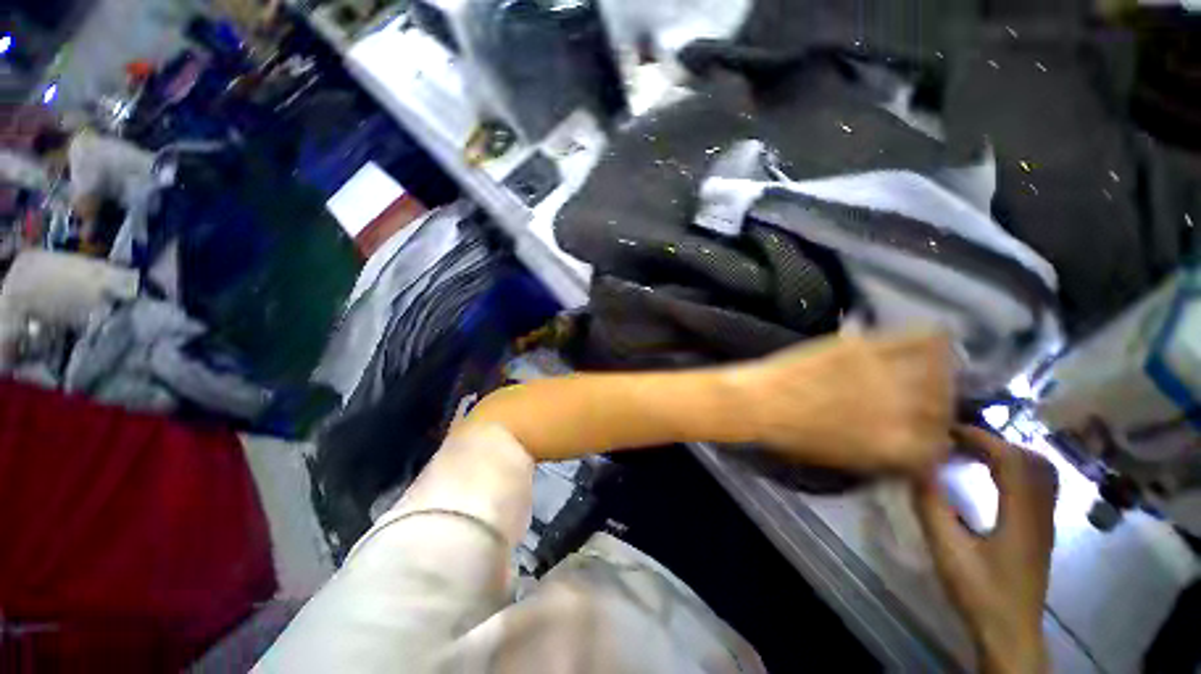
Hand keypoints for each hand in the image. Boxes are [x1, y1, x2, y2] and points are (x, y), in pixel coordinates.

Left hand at [730, 331, 953, 472]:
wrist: (758, 402)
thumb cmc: (792, 436)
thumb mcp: (845, 458)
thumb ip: (885, 452)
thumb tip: (912, 440)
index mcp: (895, 447)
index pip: (941, 444)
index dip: (937, 436)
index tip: (929, 427)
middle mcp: (902, 412)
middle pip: (943, 404)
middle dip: (937, 403)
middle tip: (922, 395)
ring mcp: (885, 375)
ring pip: (939, 368)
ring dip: (938, 369)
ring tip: (927, 366)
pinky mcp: (865, 348)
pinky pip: (916, 337)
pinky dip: (930, 337)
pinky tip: (927, 337)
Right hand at [914, 427, 1056, 673]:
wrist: (1009, 631)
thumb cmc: (980, 591)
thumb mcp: (948, 551)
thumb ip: (932, 507)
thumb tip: (915, 467)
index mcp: (1022, 515)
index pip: (1012, 459)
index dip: (981, 438)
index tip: (947, 430)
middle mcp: (1041, 512)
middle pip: (1030, 459)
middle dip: (993, 442)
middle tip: (956, 440)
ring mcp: (1045, 521)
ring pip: (1039, 471)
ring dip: (1006, 453)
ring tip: (971, 453)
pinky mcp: (1041, 529)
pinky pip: (1036, 485)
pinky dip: (1014, 469)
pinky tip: (990, 477)